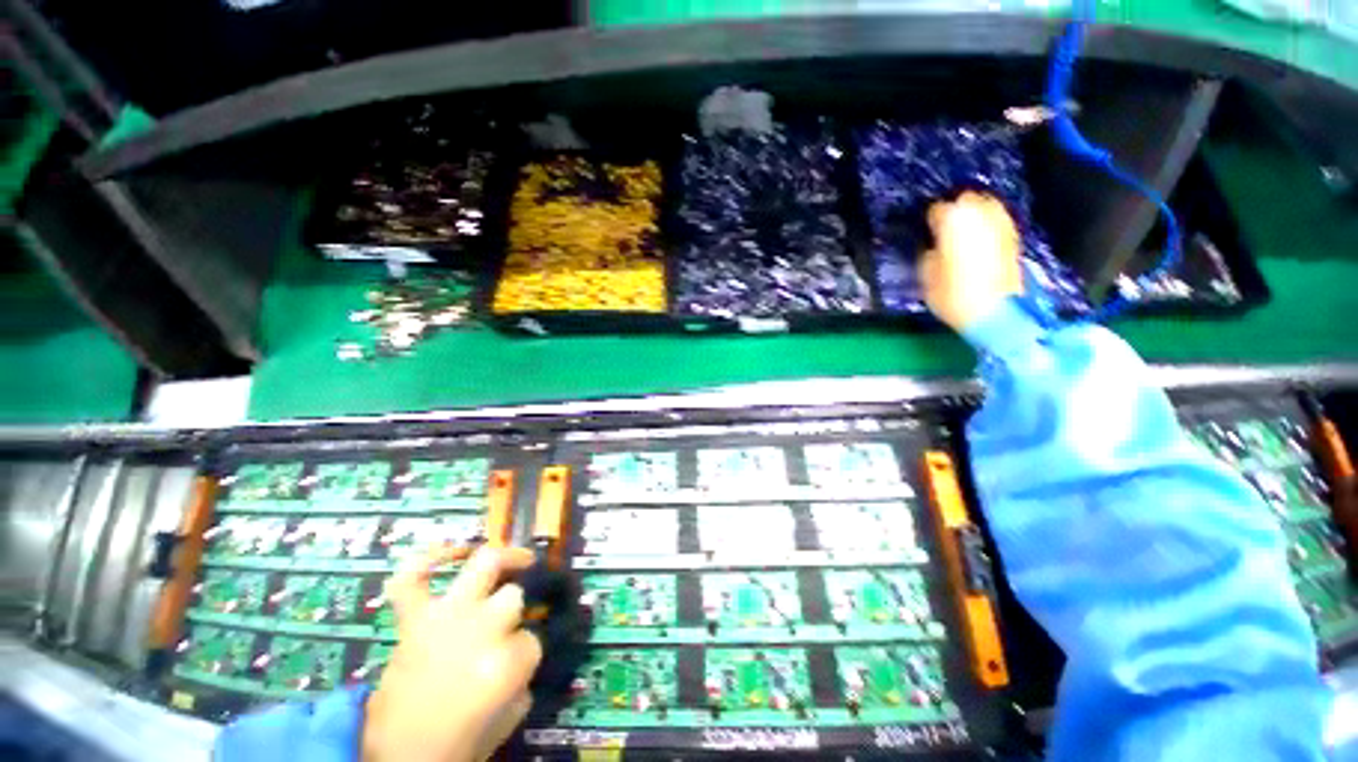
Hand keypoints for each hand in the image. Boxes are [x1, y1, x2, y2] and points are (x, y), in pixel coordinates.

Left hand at [363, 545, 540, 761]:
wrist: (396, 759)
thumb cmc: (458, 743)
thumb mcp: (508, 717)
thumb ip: (524, 678)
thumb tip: (524, 651)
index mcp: (505, 663)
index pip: (533, 639)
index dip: (525, 653)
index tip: (517, 665)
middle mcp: (479, 629)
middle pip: (513, 596)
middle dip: (516, 610)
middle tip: (508, 624)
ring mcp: (444, 617)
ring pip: (484, 565)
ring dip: (503, 561)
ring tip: (516, 561)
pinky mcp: (413, 619)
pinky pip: (413, 577)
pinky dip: (427, 558)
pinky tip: (449, 551)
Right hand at [919, 191, 1024, 331]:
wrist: (995, 312)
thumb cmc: (953, 295)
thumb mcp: (927, 278)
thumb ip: (928, 256)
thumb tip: (932, 248)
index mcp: (954, 222)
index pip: (938, 210)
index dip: (930, 220)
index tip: (925, 230)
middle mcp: (981, 215)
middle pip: (966, 200)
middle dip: (955, 210)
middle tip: (944, 227)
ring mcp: (1001, 225)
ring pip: (986, 207)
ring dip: (974, 216)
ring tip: (962, 231)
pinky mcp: (1014, 238)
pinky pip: (998, 222)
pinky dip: (988, 226)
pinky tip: (979, 241)